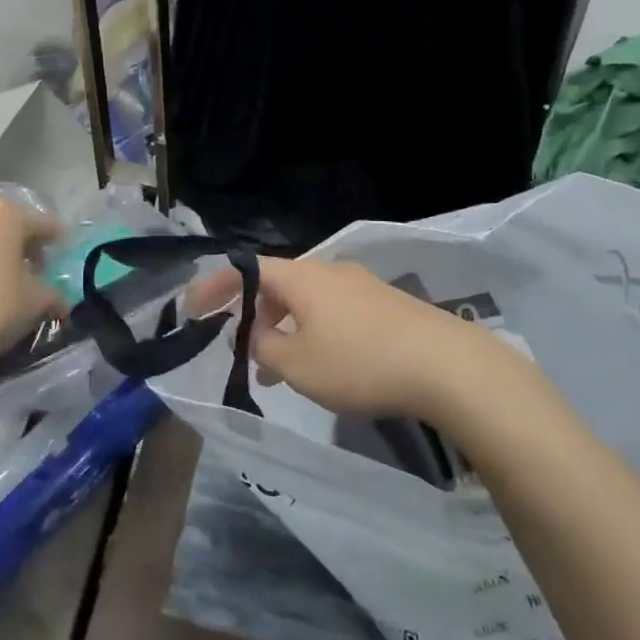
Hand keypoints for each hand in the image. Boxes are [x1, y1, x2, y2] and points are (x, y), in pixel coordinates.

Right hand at [235, 258, 506, 421]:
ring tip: (277, 369)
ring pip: (306, 301)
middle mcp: (328, 270)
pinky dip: (313, 332)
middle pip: (276, 284)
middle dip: (251, 314)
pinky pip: (333, 312)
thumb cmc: (360, 362)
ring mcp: (360, 285)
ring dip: (283, 328)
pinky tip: (323, 366)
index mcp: (300, 277)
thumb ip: (265, 348)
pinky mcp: (384, 305)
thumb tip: (260, 335)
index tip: (193, 310)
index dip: (214, 287)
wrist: (447, 365)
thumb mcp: (298, 365)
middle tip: (239, 348)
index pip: (245, 269)